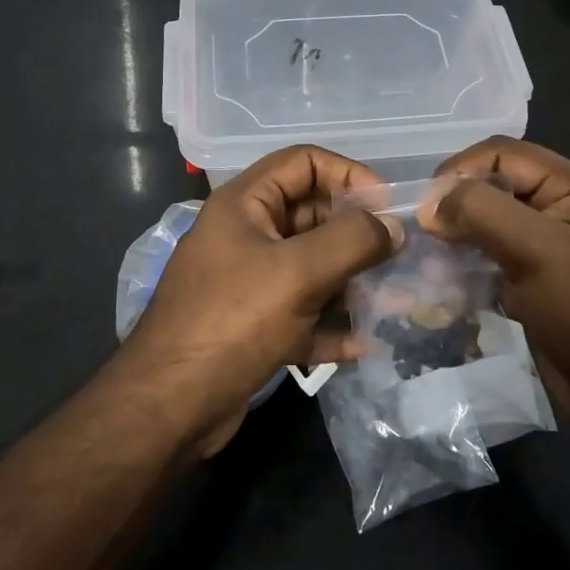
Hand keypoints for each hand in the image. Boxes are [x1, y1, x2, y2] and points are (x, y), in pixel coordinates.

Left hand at [122, 145, 399, 454]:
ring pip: (313, 269)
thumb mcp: (298, 272)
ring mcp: (249, 284)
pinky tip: (364, 344)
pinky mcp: (254, 327)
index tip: (386, 206)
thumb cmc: (233, 322)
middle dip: (358, 236)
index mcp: (244, 205)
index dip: (348, 174)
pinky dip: (332, 324)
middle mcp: (246, 236)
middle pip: (313, 217)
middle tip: (400, 257)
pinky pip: (303, 313)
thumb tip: (394, 227)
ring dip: (353, 283)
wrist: (169, 408)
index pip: (303, 162)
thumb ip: (353, 240)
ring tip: (395, 303)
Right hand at [419, 138, 569, 433]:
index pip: (502, 153)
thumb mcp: (538, 251)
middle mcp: (559, 209)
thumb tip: (431, 205)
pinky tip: (444, 287)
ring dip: (456, 240)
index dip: (460, 170)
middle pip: (492, 187)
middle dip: (454, 207)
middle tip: (423, 239)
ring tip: (430, 266)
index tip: (427, 208)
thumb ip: (483, 212)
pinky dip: (466, 268)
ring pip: (487, 226)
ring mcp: (547, 248)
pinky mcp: (534, 283)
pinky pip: (491, 261)